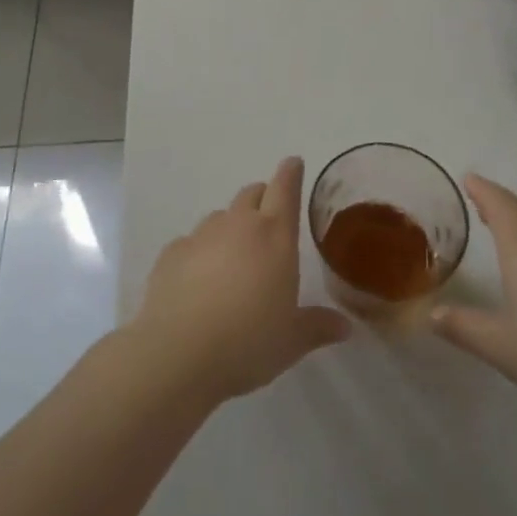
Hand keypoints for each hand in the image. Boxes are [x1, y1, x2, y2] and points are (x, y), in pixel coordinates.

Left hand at [131, 158, 350, 404]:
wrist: (178, 353)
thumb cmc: (248, 343)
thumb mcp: (291, 341)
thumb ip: (318, 327)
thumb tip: (344, 326)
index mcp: (274, 236)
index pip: (285, 189)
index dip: (290, 172)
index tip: (293, 162)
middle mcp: (238, 225)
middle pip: (252, 194)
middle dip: (262, 198)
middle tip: (268, 219)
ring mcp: (201, 236)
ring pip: (220, 216)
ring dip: (230, 227)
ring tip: (233, 258)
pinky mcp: (171, 253)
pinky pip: (191, 242)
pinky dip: (200, 252)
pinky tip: (199, 281)